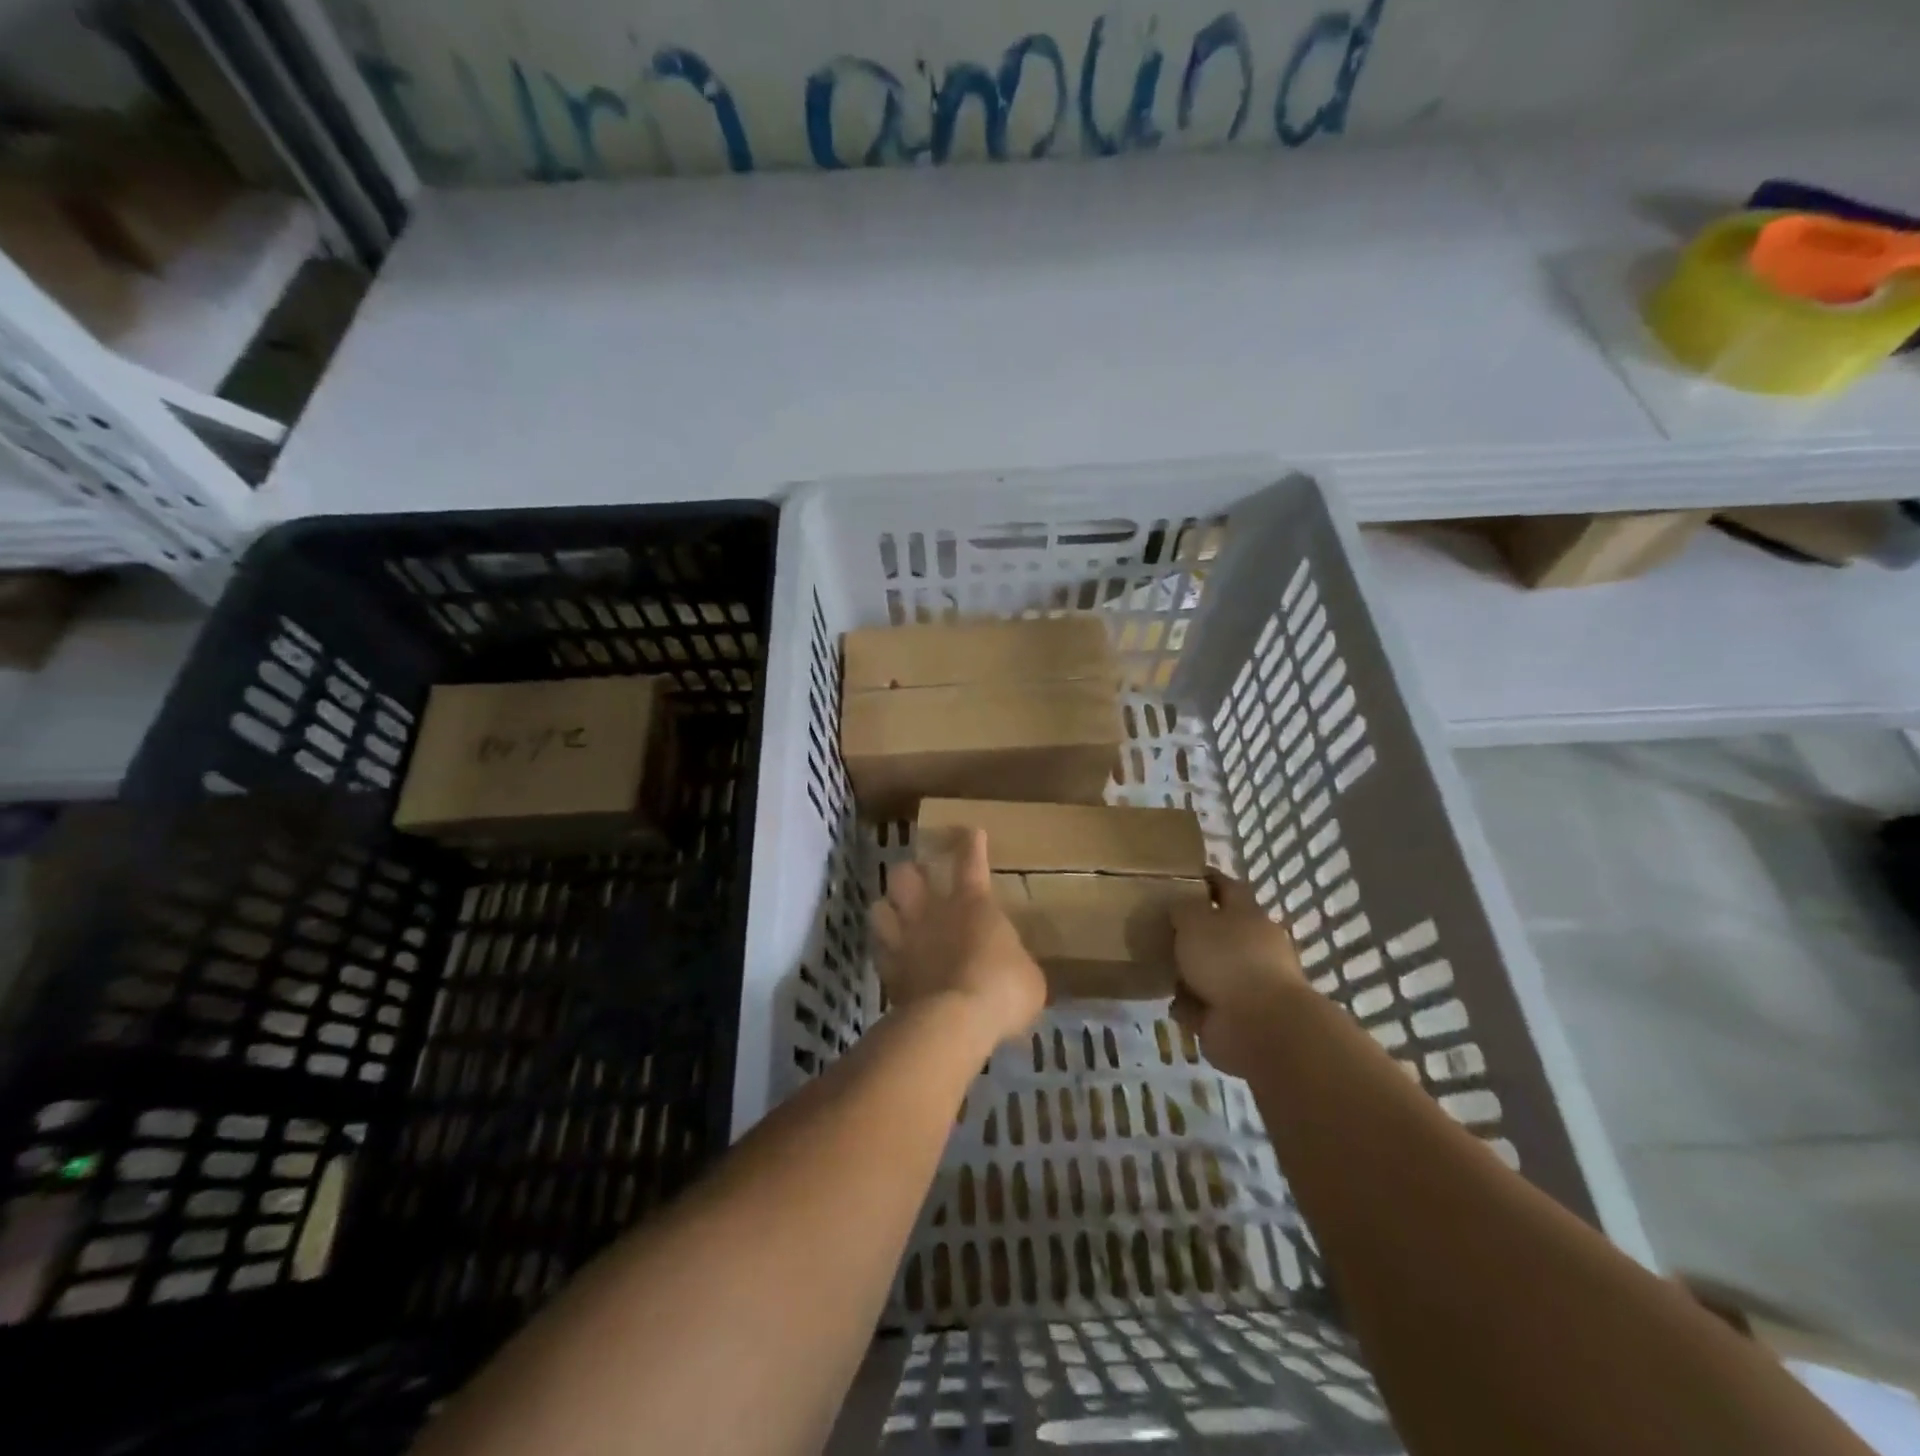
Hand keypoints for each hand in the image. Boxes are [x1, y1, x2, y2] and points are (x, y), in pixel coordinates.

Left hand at [870, 828, 1046, 1048]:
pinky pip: (877, 951)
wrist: (955, 1021)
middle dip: (911, 872)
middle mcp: (932, 912)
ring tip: (894, 916)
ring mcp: (904, 940)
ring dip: (887, 909)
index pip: (971, 862)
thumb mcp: (1028, 976)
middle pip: (906, 874)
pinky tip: (890, 957)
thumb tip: (1013, 966)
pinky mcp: (888, 971)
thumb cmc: (1003, 989)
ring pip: (879, 907)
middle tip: (918, 879)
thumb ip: (1014, 961)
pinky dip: (883, 951)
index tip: (971, 832)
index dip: (971, 845)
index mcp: (973, 904)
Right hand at [1169, 872, 1305, 1077]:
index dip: (1207, 879)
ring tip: (1160, 967)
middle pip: (1220, 930)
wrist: (1259, 1025)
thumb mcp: (1194, 920)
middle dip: (1194, 931)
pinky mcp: (1237, 1015)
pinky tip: (1173, 1003)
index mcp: (1247, 914)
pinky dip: (1191, 1005)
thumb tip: (1180, 907)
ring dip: (1190, 972)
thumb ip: (1183, 909)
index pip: (1228, 887)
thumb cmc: (1227, 959)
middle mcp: (1252, 945)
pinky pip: (1206, 1004)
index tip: (1185, 875)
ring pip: (1212, 969)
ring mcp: (1247, 982)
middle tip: (1161, 928)